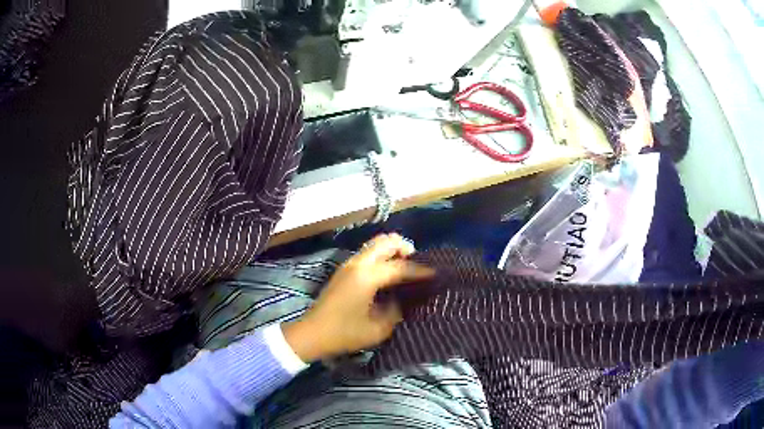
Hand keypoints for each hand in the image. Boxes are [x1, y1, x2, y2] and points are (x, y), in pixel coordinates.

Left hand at [282, 234, 434, 361]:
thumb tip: (406, 300)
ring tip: (405, 268)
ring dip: (392, 251)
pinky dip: (381, 256)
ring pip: (375, 245)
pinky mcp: (343, 271)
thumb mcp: (378, 328)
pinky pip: (368, 254)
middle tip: (418, 264)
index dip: (420, 270)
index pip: (400, 267)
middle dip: (405, 248)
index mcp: (367, 276)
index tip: (437, 274)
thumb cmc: (345, 333)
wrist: (312, 334)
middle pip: (386, 242)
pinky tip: (388, 275)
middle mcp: (358, 264)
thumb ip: (397, 311)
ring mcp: (348, 265)